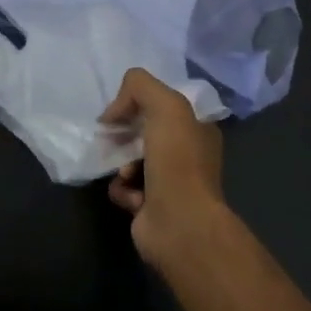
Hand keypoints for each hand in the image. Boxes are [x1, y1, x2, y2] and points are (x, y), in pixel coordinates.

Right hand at [100, 67, 229, 262]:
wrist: (180, 223)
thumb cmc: (178, 161)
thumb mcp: (166, 105)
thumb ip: (140, 87)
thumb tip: (115, 111)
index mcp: (198, 129)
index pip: (162, 105)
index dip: (138, 104)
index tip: (120, 112)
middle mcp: (187, 155)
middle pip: (142, 132)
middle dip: (123, 135)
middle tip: (112, 138)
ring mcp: (170, 183)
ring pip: (129, 160)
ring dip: (120, 164)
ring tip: (126, 173)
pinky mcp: (150, 207)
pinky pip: (124, 188)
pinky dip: (122, 190)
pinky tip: (131, 196)